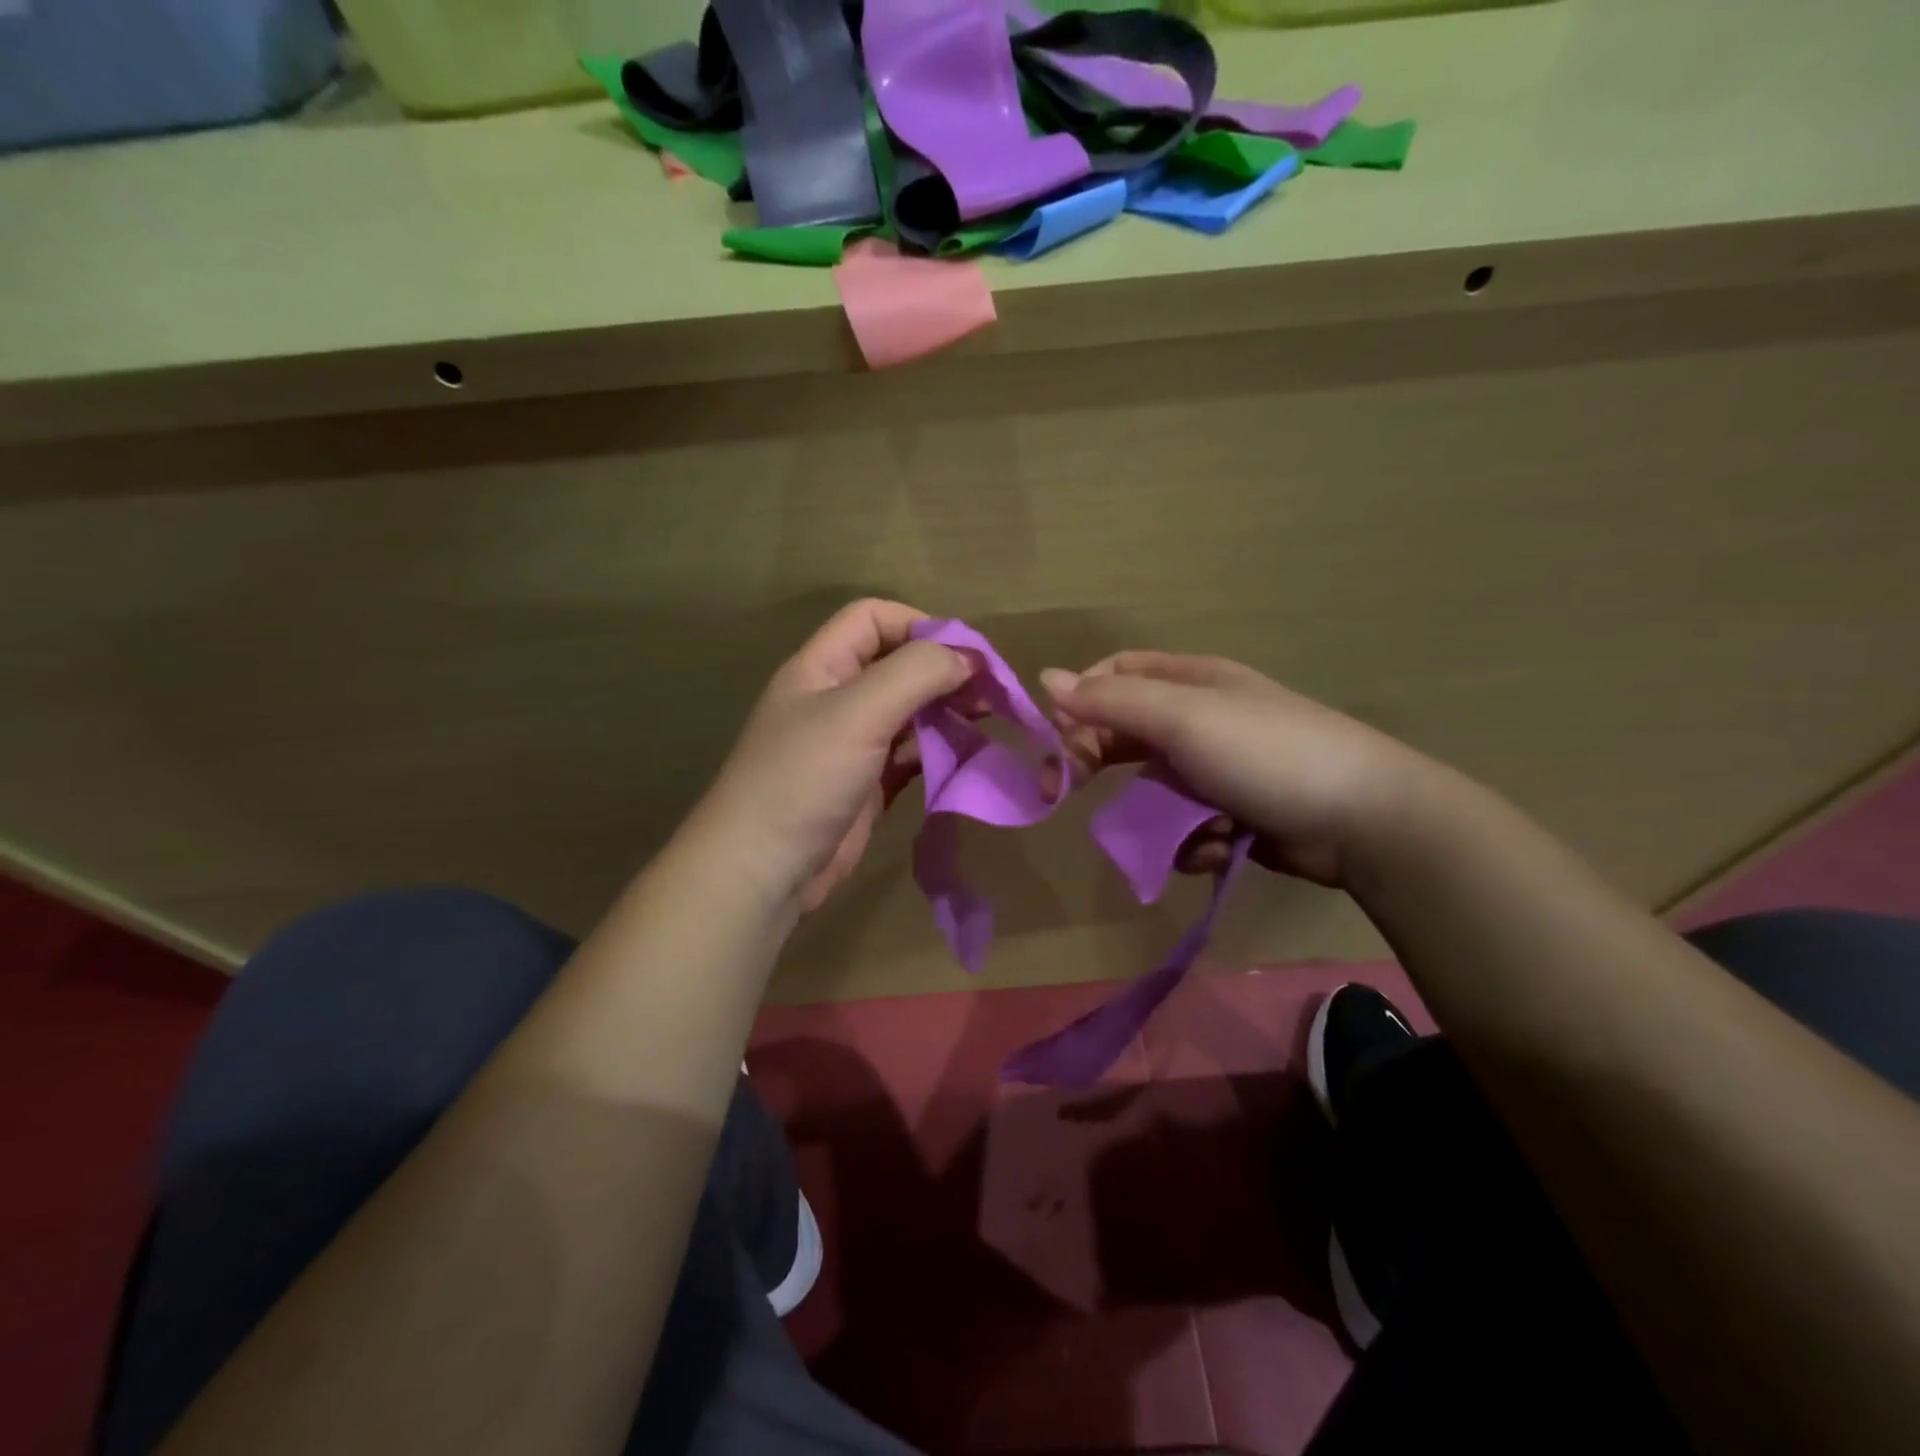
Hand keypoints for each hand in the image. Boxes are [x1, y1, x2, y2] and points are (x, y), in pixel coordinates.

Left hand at [689, 599, 971, 914]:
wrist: (763, 870)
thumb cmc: (804, 778)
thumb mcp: (858, 712)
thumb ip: (915, 674)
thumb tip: (966, 658)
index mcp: (822, 667)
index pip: (873, 619)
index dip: (920, 625)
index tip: (966, 654)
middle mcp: (837, 698)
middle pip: (898, 665)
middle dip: (944, 671)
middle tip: (992, 693)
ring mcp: (852, 744)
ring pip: (909, 711)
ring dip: (947, 711)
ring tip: (988, 720)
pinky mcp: (867, 784)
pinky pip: (911, 755)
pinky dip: (940, 751)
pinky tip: (968, 756)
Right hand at [1041, 652, 1437, 887]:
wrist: (1364, 820)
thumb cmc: (1265, 754)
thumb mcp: (1181, 718)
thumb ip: (1110, 702)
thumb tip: (1045, 677)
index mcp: (1190, 682)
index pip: (1114, 676)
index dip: (1079, 702)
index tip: (1056, 739)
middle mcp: (1200, 719)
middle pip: (1124, 734)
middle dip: (1094, 761)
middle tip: (1063, 793)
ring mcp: (1218, 769)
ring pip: (1152, 789)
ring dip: (1153, 814)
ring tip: (1177, 832)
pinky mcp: (1233, 814)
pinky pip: (1185, 825)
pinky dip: (1190, 841)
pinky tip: (1216, 847)